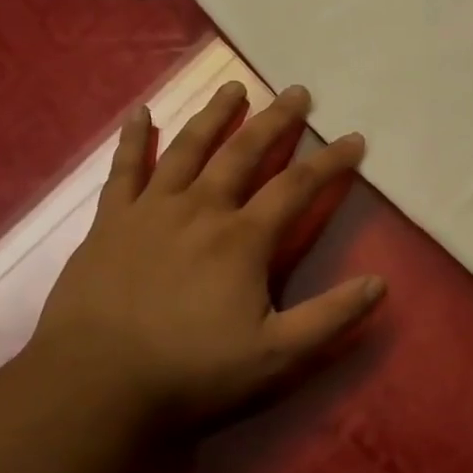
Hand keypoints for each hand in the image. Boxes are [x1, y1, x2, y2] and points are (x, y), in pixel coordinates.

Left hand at [27, 82, 383, 427]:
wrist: (93, 386)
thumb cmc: (190, 371)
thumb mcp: (276, 356)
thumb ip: (331, 317)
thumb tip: (380, 283)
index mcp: (244, 238)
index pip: (298, 186)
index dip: (331, 161)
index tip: (354, 138)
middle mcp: (201, 209)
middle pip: (244, 152)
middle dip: (276, 120)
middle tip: (298, 91)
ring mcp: (151, 211)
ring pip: (188, 148)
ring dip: (215, 115)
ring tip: (234, 86)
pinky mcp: (110, 222)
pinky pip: (124, 169)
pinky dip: (134, 139)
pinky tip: (141, 112)